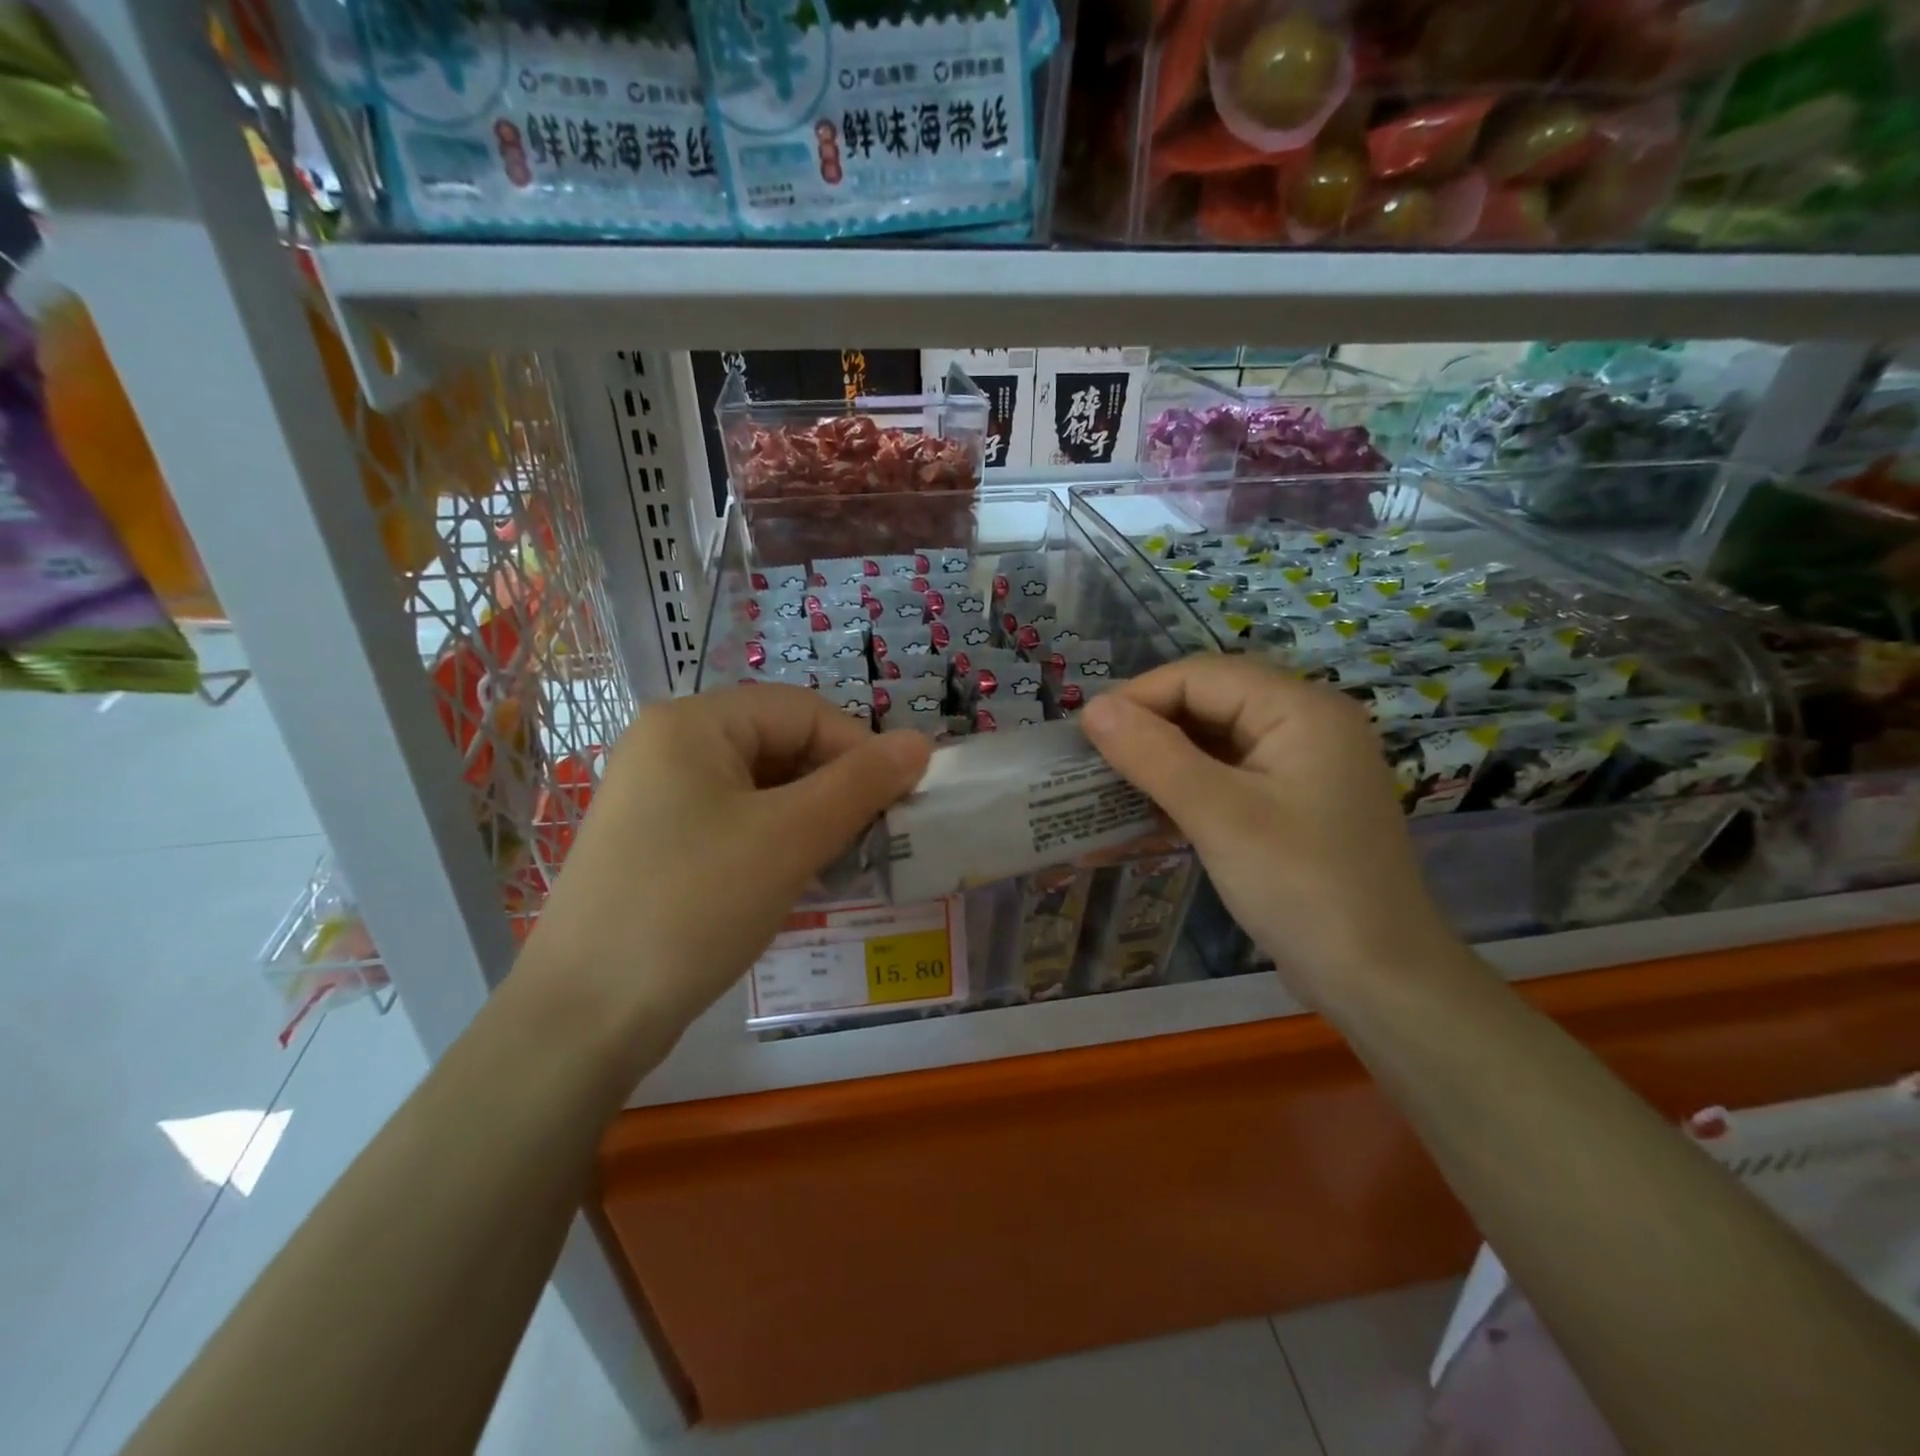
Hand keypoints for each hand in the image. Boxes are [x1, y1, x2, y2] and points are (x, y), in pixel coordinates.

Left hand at [524, 686, 930, 1037]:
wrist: (583, 1018)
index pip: (804, 711)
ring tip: (837, 864)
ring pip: (760, 788)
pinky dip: (774, 842)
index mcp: (693, 723)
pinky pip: (733, 822)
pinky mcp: (655, 842)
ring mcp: (656, 796)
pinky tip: (793, 880)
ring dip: (809, 819)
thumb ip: (861, 783)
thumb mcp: (790, 838)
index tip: (896, 806)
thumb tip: (921, 743)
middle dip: (834, 788)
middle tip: (870, 841)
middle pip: (780, 744)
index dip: (860, 751)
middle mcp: (668, 745)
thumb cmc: (693, 907)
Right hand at [1081, 656, 1458, 1004]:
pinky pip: (1231, 772)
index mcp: (1301, 708)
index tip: (1085, 735)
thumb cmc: (1301, 887)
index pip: (1202, 675)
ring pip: (1218, 737)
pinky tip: (1154, 805)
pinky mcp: (1296, 801)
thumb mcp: (1219, 815)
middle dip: (1151, 724)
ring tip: (1113, 780)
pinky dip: (1190, 782)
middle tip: (1095, 758)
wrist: (1380, 980)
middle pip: (1212, 699)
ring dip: (1166, 754)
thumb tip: (1092, 708)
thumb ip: (1153, 755)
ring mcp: (1305, 764)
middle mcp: (1308, 722)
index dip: (1139, 696)